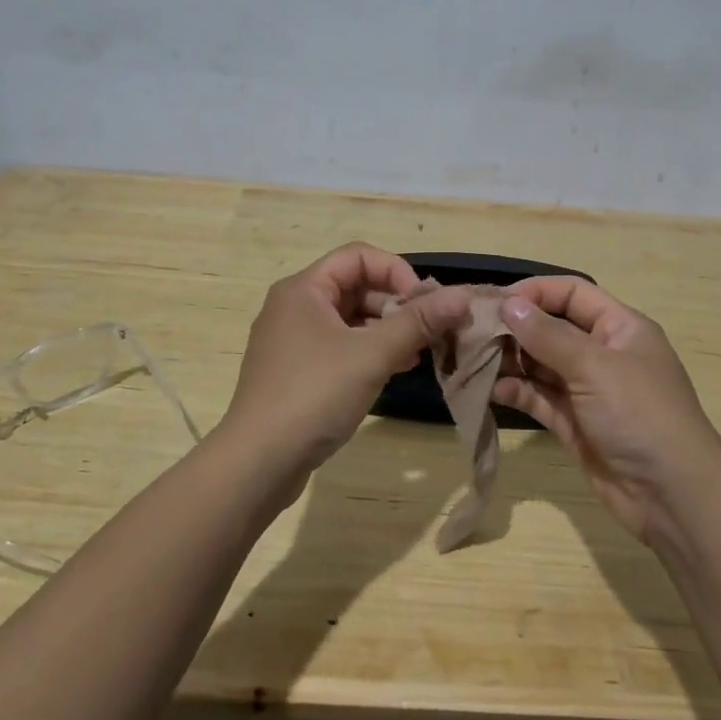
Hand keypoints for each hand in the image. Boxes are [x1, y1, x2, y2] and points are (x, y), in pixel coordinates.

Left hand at [218, 244, 470, 487]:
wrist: (257, 463)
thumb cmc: (313, 396)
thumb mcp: (371, 355)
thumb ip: (418, 322)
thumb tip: (462, 297)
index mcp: (303, 289)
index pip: (358, 256)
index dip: (397, 272)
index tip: (425, 304)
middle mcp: (294, 307)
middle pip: (355, 287)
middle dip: (397, 304)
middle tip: (431, 332)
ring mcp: (293, 341)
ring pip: (350, 320)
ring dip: (387, 330)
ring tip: (421, 352)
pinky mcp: (296, 372)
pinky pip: (340, 347)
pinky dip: (369, 352)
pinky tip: (396, 370)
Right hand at [491, 277, 720, 541]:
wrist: (672, 495)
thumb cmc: (640, 414)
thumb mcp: (594, 366)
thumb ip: (547, 335)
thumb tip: (508, 304)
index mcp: (620, 328)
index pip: (572, 294)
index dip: (535, 292)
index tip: (495, 302)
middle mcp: (603, 354)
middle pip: (552, 328)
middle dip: (515, 329)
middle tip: (473, 333)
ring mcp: (588, 391)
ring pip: (541, 365)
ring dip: (511, 361)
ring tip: (475, 361)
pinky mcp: (574, 424)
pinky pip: (539, 398)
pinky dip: (517, 392)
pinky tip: (492, 391)